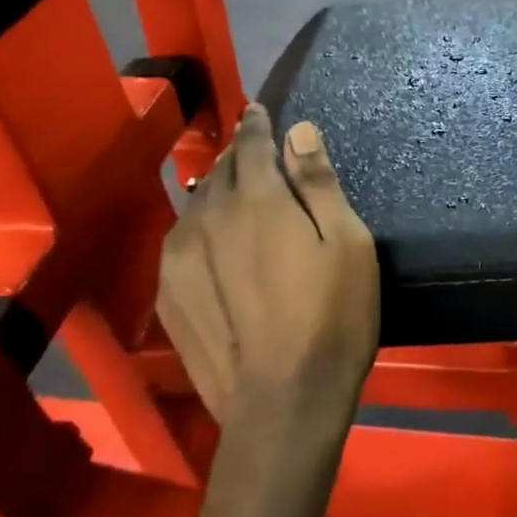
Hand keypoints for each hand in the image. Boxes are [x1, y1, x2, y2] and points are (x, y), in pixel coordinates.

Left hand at [156, 106, 378, 449]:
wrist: (283, 406)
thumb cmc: (332, 317)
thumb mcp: (347, 243)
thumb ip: (319, 183)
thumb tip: (299, 131)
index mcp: (257, 200)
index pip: (250, 143)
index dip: (256, 123)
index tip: (258, 110)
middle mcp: (210, 218)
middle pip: (219, 171)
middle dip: (237, 156)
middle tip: (254, 153)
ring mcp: (181, 258)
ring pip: (196, 205)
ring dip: (216, 191)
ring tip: (234, 194)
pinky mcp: (169, 295)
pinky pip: (181, 241)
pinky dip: (198, 228)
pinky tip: (212, 242)